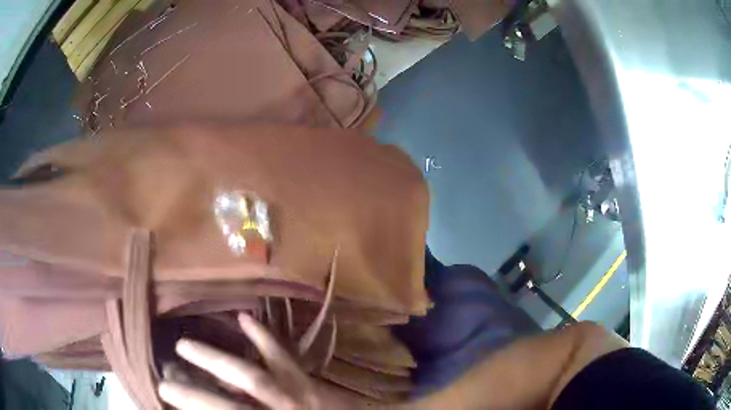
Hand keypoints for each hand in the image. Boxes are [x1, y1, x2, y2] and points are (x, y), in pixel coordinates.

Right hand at [158, 313, 348, 408]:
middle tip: (165, 383)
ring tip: (184, 345)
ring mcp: (296, 396)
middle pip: (229, 406)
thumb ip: (246, 409)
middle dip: (195, 396)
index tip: (165, 395)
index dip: (194, 407)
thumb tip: (221, 400)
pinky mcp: (308, 381)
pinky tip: (244, 319)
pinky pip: (283, 357)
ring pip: (252, 377)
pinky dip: (263, 338)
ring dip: (215, 361)